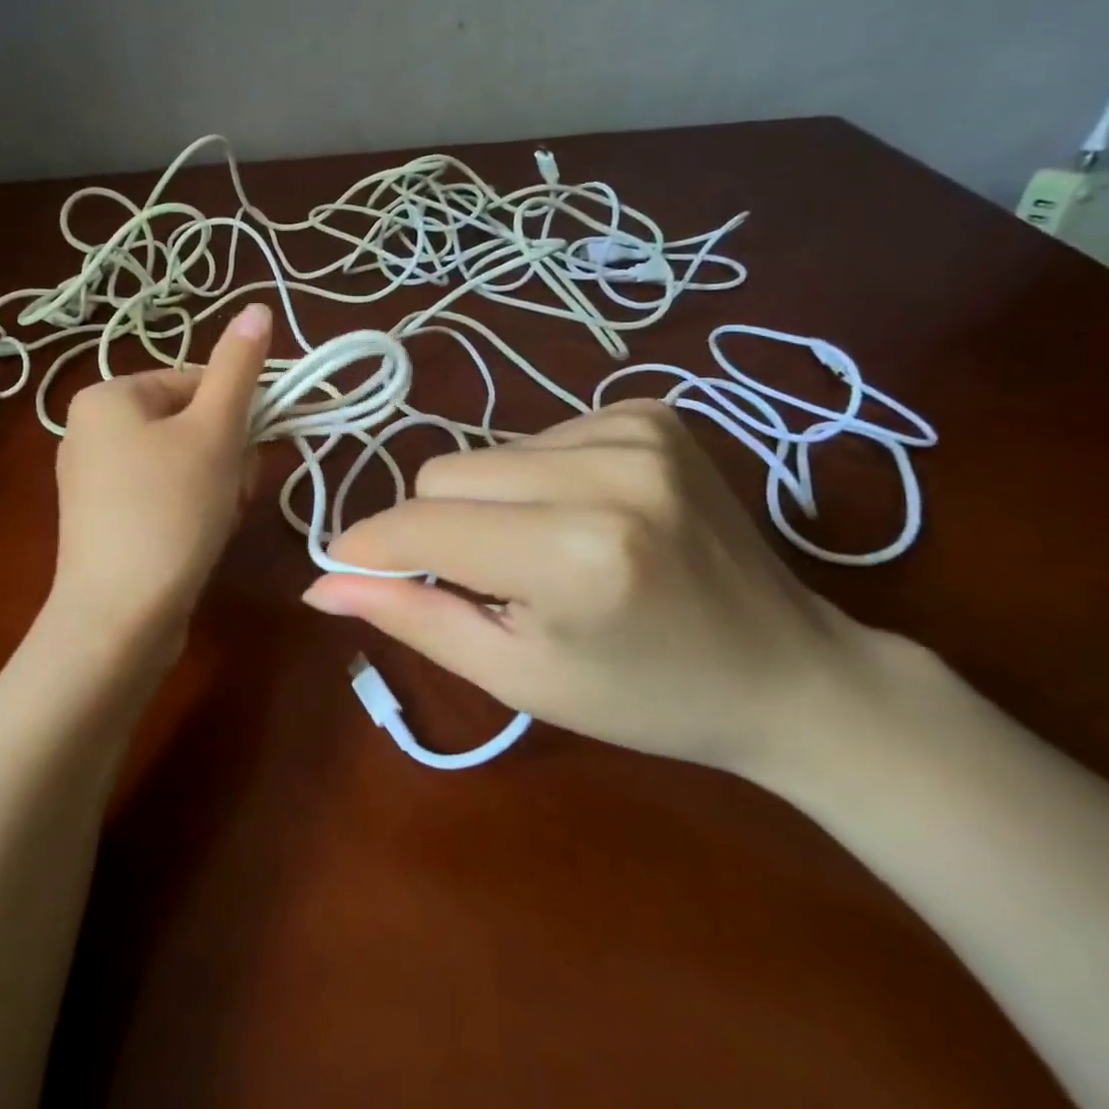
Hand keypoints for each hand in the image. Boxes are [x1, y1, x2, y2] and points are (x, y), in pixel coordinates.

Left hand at [50, 303, 271, 644]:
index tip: (250, 452)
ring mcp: (93, 480)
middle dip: (226, 455)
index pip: (195, 382)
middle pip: (190, 424)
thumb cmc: (170, 510)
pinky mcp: (104, 522)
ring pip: (182, 463)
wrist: (119, 619)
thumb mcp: (214, 430)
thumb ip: (239, 367)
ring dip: (216, 484)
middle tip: (233, 490)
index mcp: (107, 396)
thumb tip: (258, 306)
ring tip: (217, 520)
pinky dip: (190, 510)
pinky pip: (161, 496)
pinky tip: (199, 539)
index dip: (236, 415)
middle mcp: (90, 430)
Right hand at [301, 399, 874, 775]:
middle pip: (444, 474)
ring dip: (488, 503)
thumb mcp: (517, 676)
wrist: (789, 669)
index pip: (423, 524)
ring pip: (486, 453)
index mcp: (576, 556)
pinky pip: (536, 437)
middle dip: (439, 528)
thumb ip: (412, 618)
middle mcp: (607, 472)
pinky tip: (584, 518)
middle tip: (487, 582)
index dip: (371, 545)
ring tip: (544, 552)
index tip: (346, 568)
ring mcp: (635, 429)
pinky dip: (536, 480)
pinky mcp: (651, 411)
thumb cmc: (645, 697)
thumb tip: (319, 584)